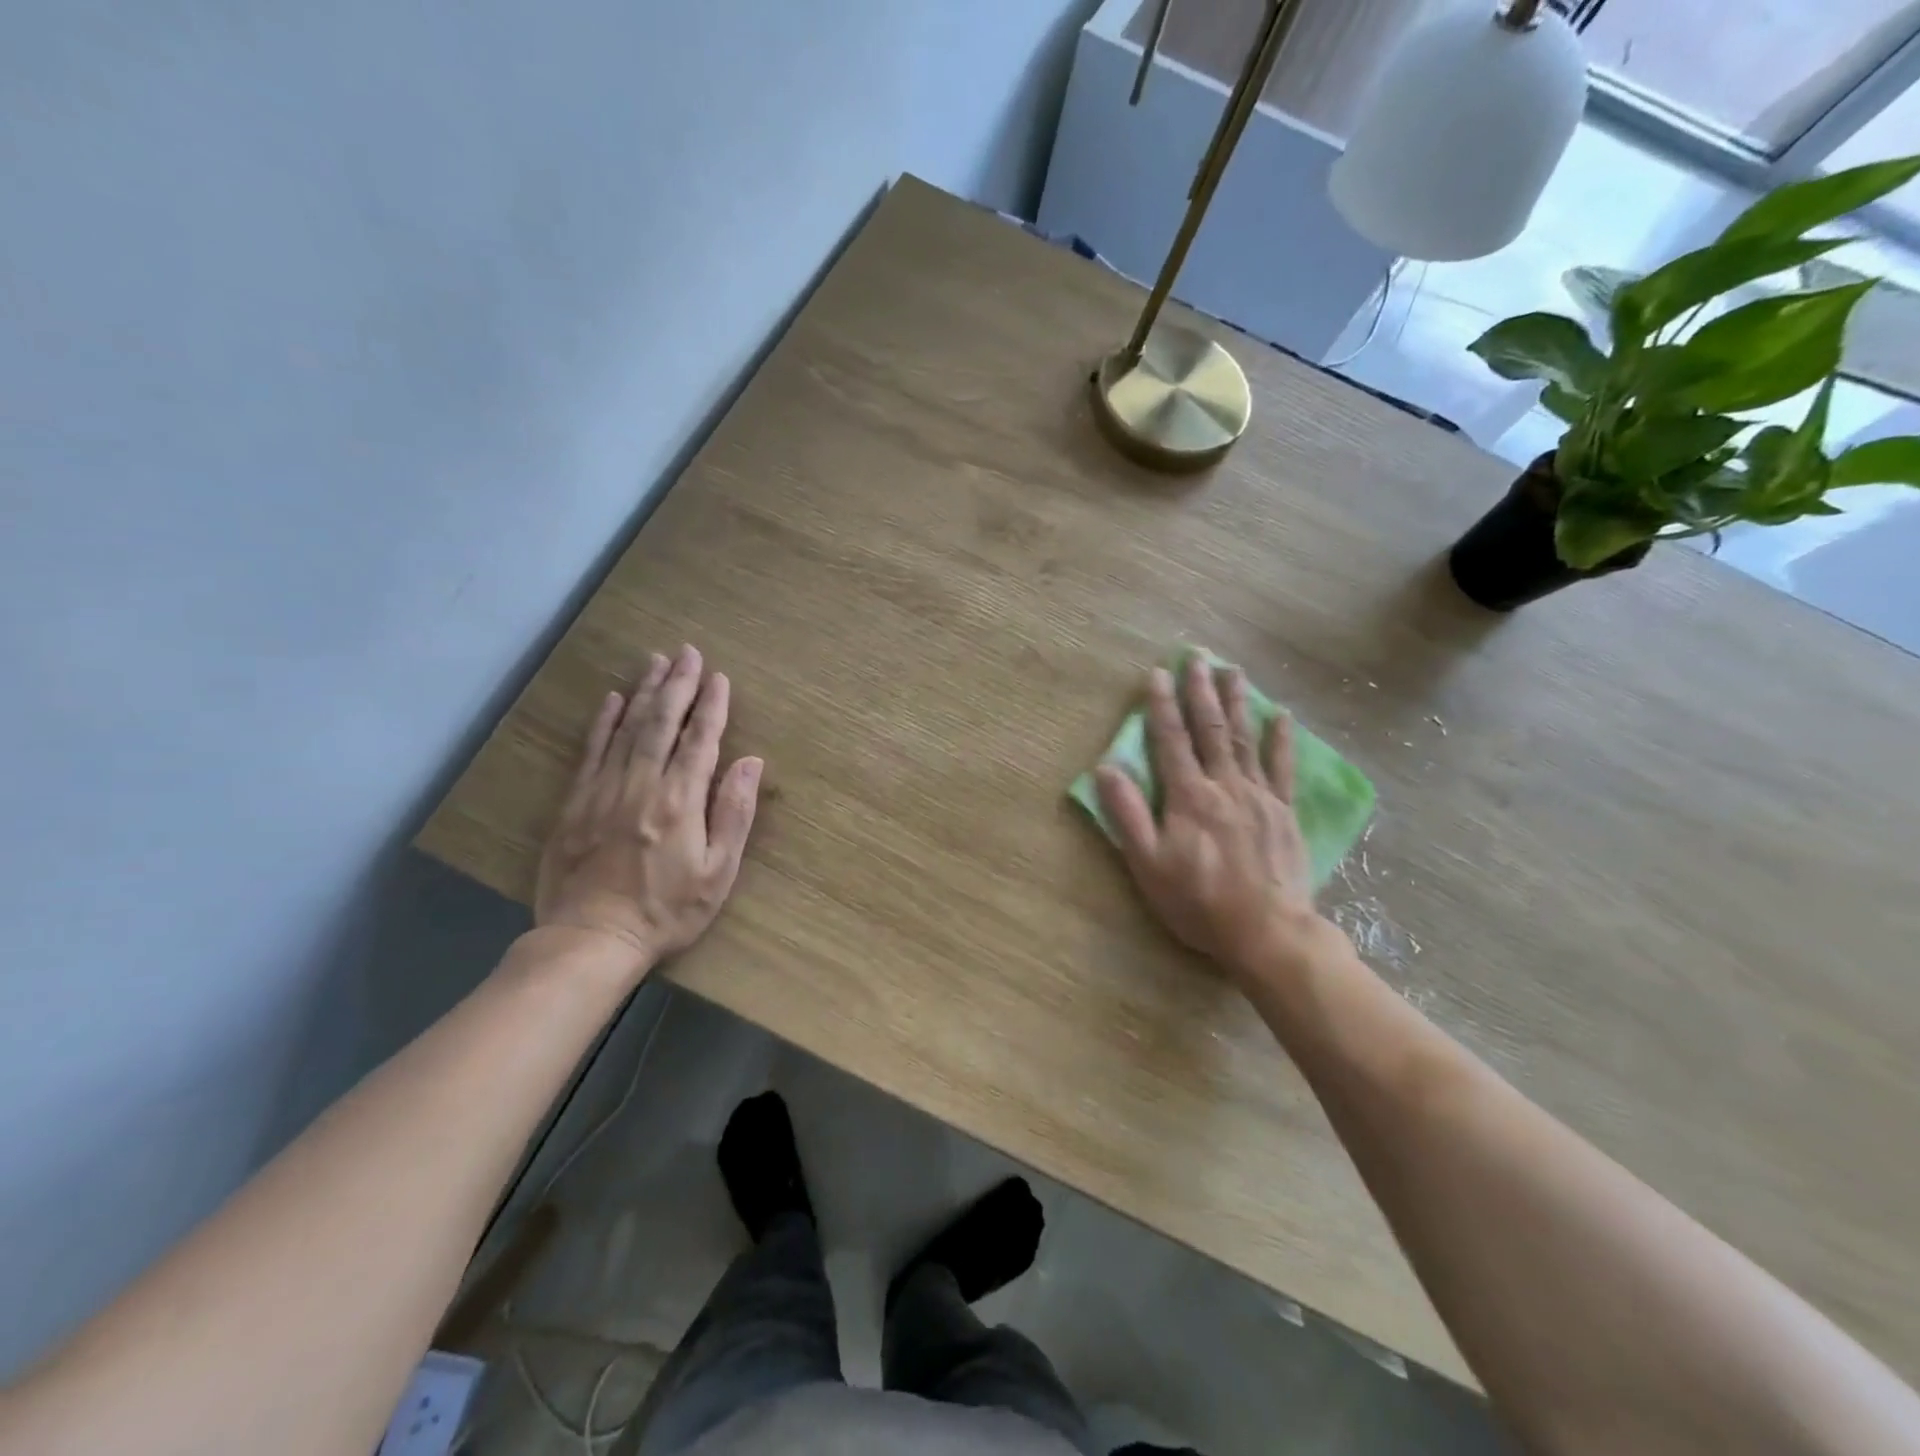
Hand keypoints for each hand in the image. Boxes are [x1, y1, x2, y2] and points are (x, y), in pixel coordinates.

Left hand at [535, 645, 762, 974]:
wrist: (591, 939)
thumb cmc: (667, 911)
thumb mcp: (718, 872)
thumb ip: (734, 814)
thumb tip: (749, 762)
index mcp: (680, 801)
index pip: (700, 740)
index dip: (712, 706)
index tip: (720, 677)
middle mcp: (642, 785)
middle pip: (662, 723)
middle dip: (679, 684)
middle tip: (689, 652)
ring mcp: (603, 790)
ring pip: (627, 728)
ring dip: (645, 691)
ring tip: (657, 661)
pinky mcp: (575, 802)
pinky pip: (591, 750)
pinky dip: (604, 722)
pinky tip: (613, 699)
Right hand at [1095, 658, 1326, 982]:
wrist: (1267, 932)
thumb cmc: (1199, 902)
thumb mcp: (1148, 864)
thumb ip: (1127, 814)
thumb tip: (1106, 768)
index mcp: (1188, 796)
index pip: (1171, 740)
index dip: (1161, 705)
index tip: (1157, 673)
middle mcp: (1224, 785)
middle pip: (1210, 729)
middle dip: (1200, 691)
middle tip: (1197, 657)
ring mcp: (1260, 796)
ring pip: (1244, 739)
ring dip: (1237, 702)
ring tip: (1232, 670)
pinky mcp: (1284, 812)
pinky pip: (1283, 767)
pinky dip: (1281, 739)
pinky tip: (1281, 715)